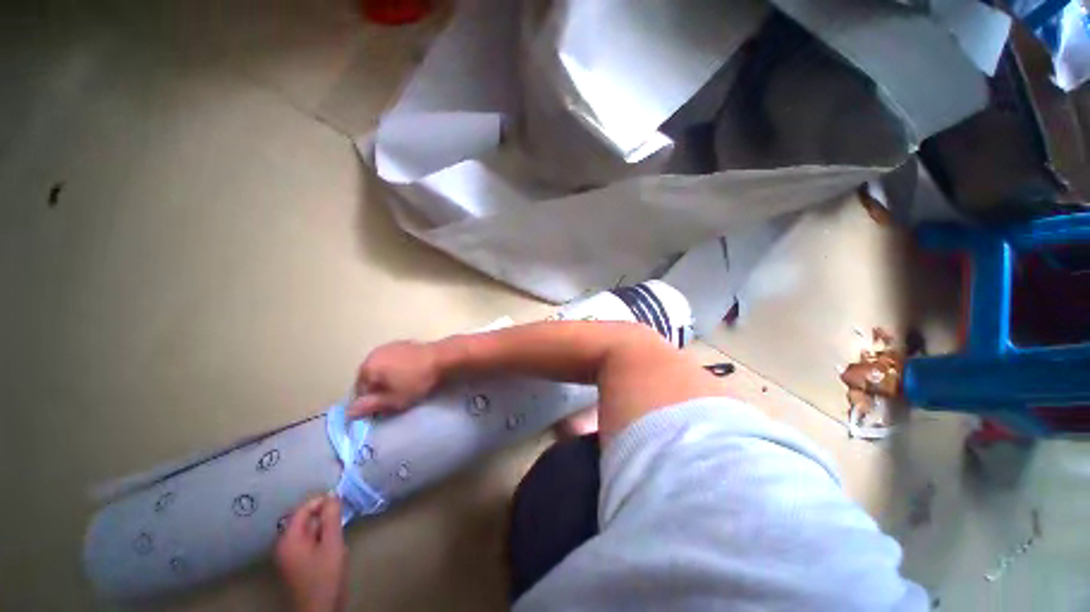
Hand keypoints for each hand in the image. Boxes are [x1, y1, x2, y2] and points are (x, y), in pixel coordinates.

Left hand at [275, 495, 346, 611]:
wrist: (320, 610)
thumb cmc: (325, 576)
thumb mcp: (332, 544)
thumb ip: (331, 518)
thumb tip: (333, 495)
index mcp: (289, 539)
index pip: (302, 510)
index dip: (321, 501)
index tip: (341, 500)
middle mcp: (284, 545)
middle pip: (304, 519)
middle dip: (323, 515)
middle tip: (342, 517)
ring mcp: (288, 556)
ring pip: (307, 531)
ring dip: (324, 527)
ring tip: (339, 532)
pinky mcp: (295, 564)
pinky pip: (308, 541)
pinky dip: (320, 538)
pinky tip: (333, 546)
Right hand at [348, 340, 441, 417]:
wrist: (442, 358)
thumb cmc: (416, 381)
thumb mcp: (393, 400)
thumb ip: (370, 406)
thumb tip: (349, 413)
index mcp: (367, 367)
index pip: (359, 390)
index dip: (371, 402)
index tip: (386, 408)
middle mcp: (374, 353)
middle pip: (369, 377)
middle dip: (379, 389)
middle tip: (396, 398)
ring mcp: (389, 346)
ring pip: (382, 368)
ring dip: (388, 378)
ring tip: (405, 386)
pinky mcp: (404, 343)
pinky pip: (394, 360)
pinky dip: (397, 369)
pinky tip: (411, 374)